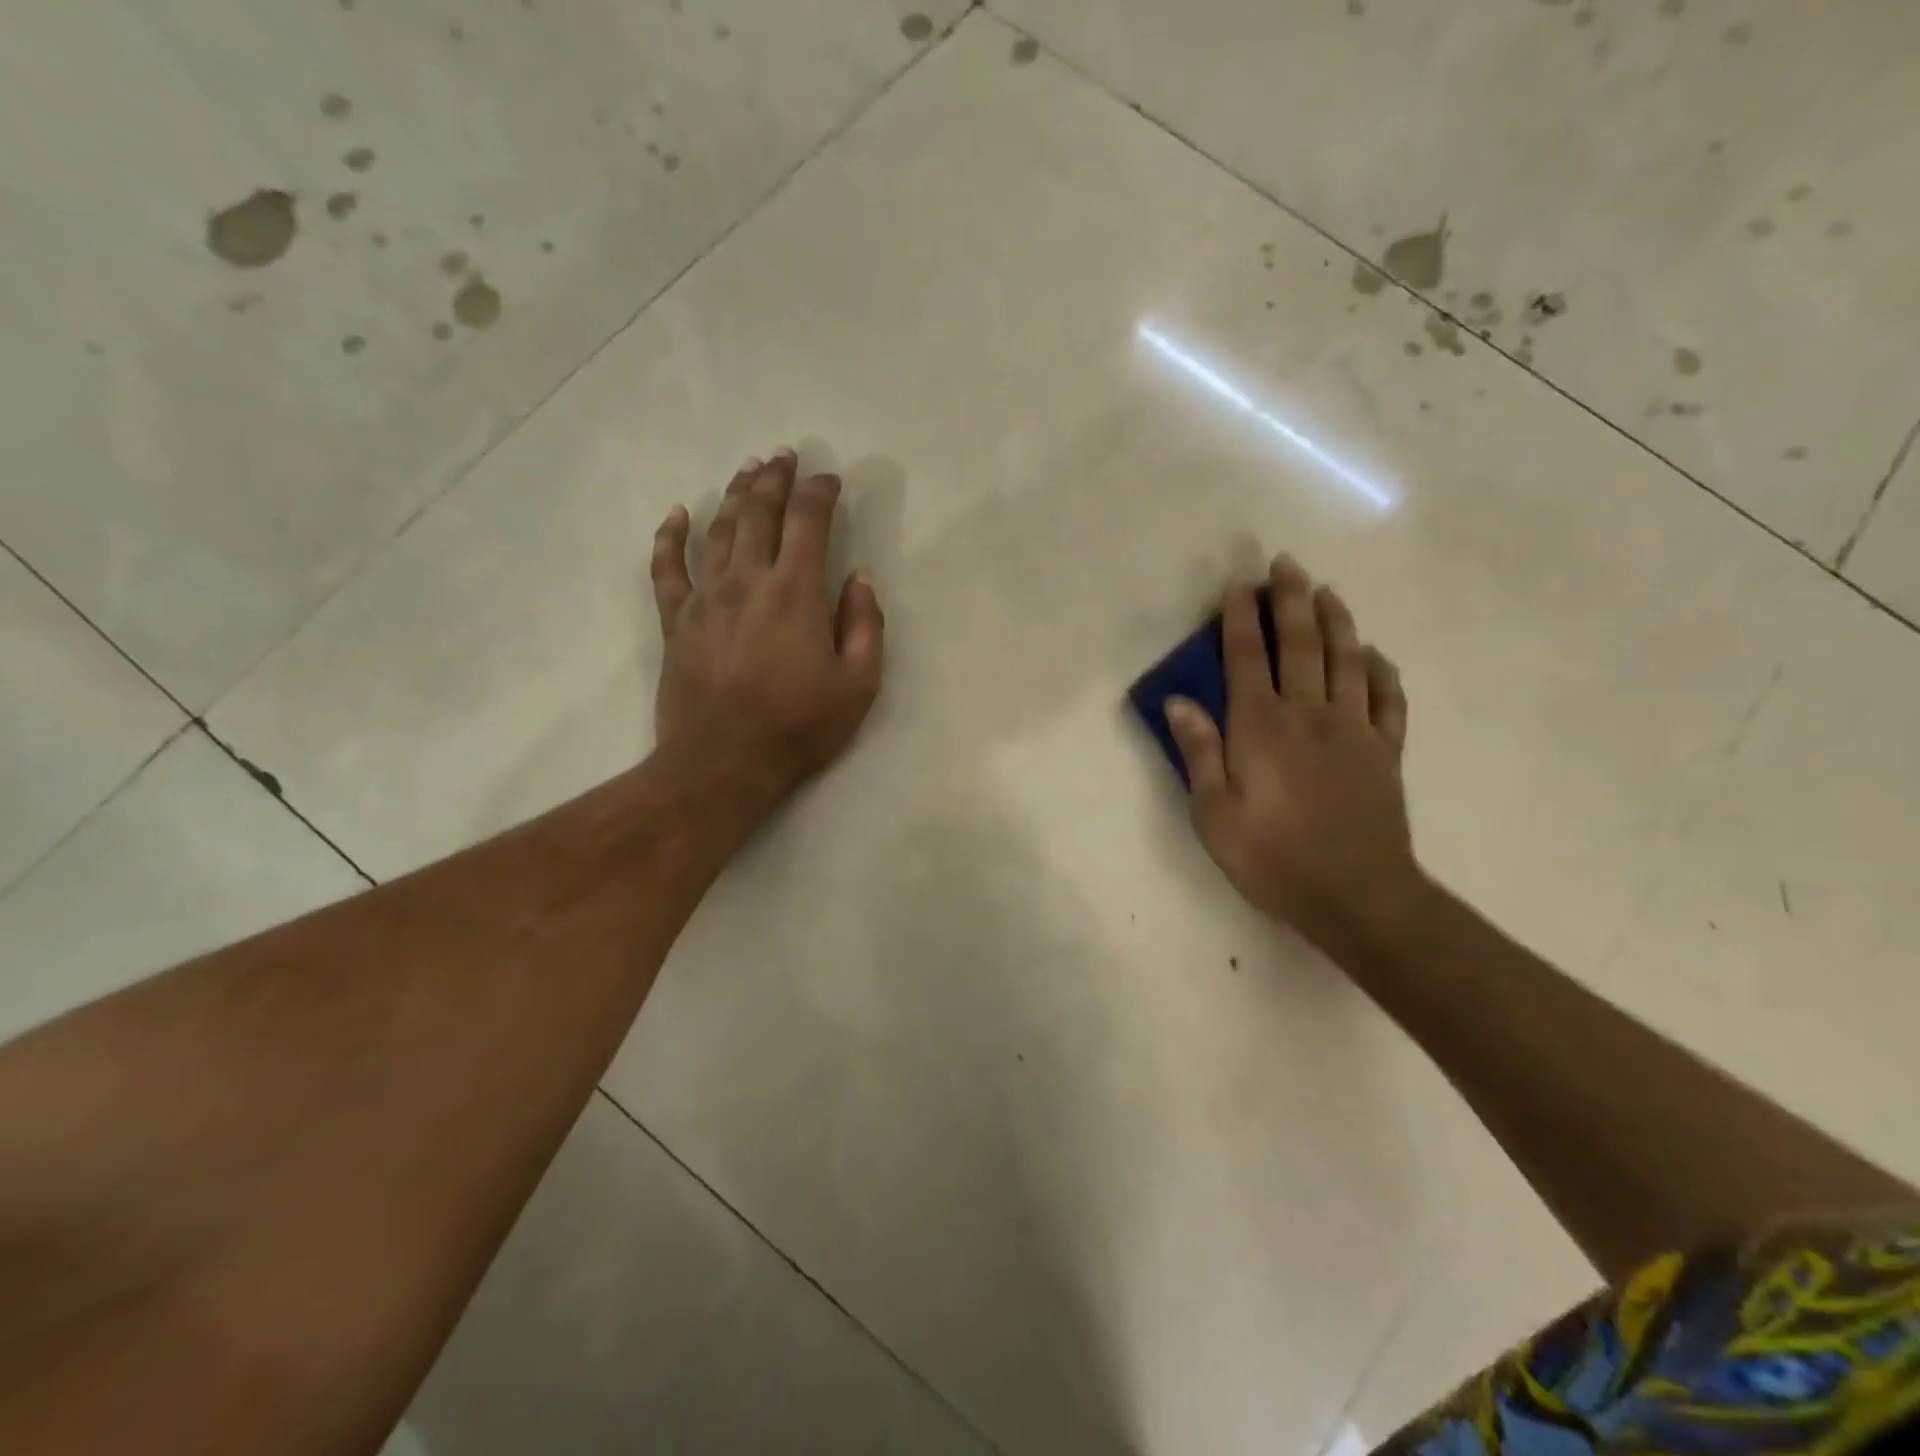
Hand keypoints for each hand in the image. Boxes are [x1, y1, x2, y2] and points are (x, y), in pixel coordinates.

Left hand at [650, 450, 883, 812]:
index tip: (829, 478)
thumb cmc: (798, 727)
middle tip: (784, 455)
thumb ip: (865, 626)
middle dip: (774, 479)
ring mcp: (705, 598)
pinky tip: (677, 514)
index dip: (819, 492)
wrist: (722, 764)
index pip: (808, 521)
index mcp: (796, 592)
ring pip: (718, 530)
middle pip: (759, 512)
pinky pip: (667, 568)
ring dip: (734, 495)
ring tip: (747, 470)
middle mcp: (748, 580)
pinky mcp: (675, 621)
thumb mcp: (858, 685)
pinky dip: (670, 536)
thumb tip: (859, 578)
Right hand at [1164, 556, 1421, 946]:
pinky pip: (1387, 699)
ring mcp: (1354, 729)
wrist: (1355, 896)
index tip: (1238, 584)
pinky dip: (1381, 670)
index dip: (1239, 618)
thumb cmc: (1271, 858)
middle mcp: (1309, 714)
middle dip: (1289, 600)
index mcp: (1260, 727)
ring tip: (1327, 591)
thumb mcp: (1213, 813)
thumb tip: (1180, 701)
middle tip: (1285, 564)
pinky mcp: (1385, 751)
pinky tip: (1374, 655)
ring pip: (1346, 659)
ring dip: (1336, 620)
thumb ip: (1199, 752)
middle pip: (1299, 644)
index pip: (1245, 658)